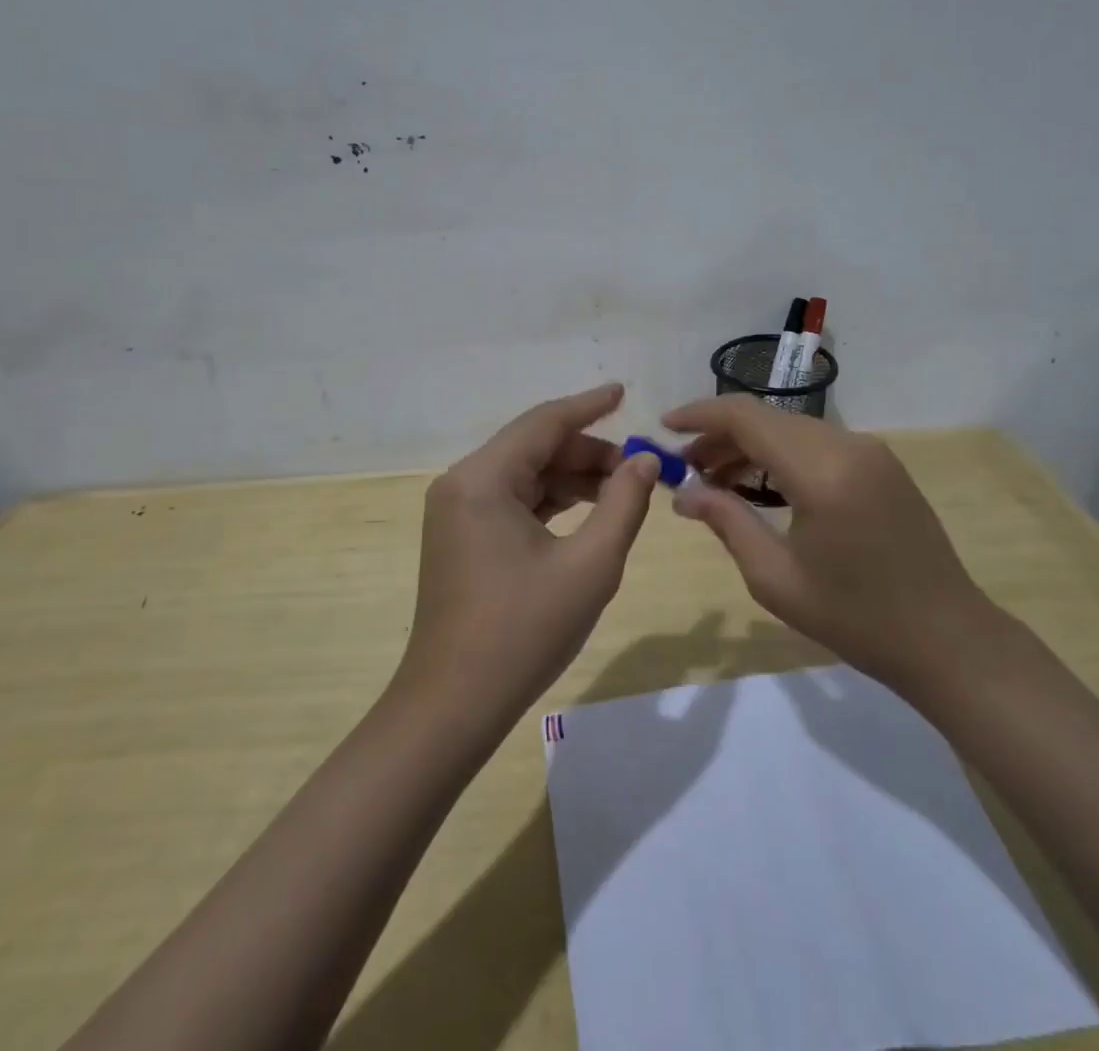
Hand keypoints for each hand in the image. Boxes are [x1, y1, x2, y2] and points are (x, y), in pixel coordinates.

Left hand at [399, 383, 661, 725]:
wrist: (454, 705)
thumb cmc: (523, 632)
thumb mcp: (589, 565)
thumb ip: (623, 503)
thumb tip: (645, 460)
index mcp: (483, 479)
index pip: (544, 423)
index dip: (588, 406)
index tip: (623, 392)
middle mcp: (462, 483)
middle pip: (534, 448)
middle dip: (588, 452)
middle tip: (639, 467)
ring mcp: (458, 511)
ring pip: (526, 475)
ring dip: (573, 478)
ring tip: (623, 491)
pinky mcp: (462, 536)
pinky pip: (513, 501)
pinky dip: (552, 501)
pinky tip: (588, 512)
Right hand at [661, 397, 989, 692]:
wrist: (947, 639)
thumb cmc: (856, 618)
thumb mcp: (776, 578)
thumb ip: (726, 522)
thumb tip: (682, 494)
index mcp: (821, 470)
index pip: (746, 417)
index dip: (700, 415)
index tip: (664, 428)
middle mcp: (848, 445)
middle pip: (768, 418)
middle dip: (720, 435)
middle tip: (684, 466)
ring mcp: (871, 451)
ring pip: (792, 428)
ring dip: (750, 445)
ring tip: (713, 477)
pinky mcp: (882, 464)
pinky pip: (817, 444)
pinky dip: (781, 455)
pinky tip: (760, 485)